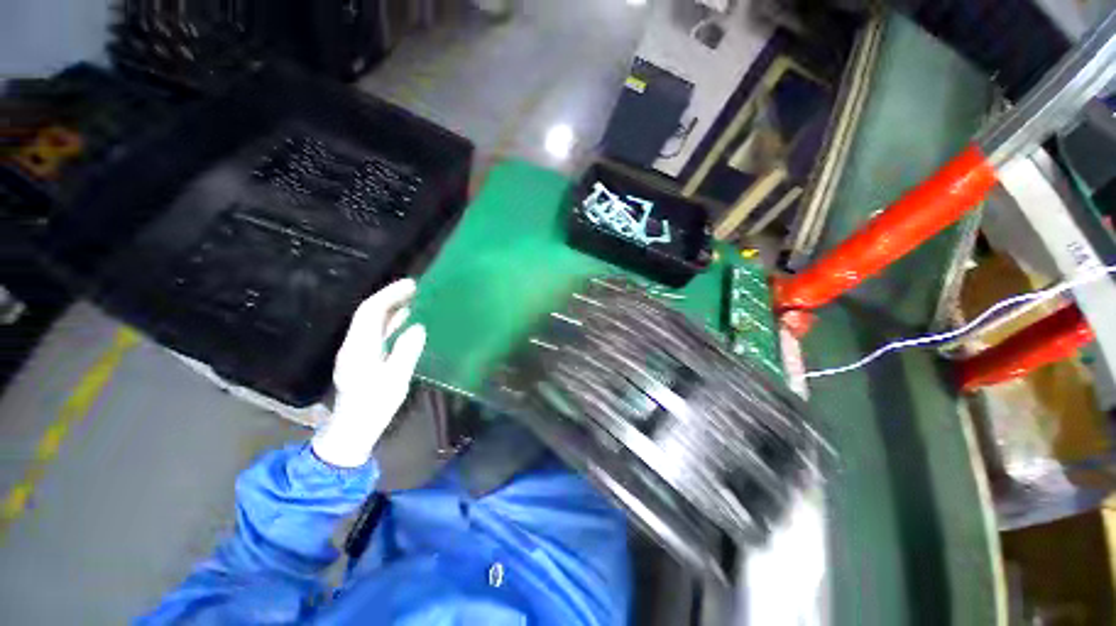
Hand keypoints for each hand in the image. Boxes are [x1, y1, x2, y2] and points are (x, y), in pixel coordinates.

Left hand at [312, 278, 426, 467]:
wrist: (353, 429)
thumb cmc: (374, 406)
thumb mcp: (395, 380)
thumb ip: (406, 352)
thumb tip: (418, 327)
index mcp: (360, 347)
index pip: (371, 311)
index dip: (389, 295)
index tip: (411, 285)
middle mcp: (355, 344)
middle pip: (369, 312)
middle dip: (390, 296)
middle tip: (415, 288)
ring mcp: (357, 350)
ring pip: (373, 321)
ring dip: (391, 307)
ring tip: (413, 298)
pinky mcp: (363, 357)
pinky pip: (377, 332)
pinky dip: (391, 321)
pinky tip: (405, 321)